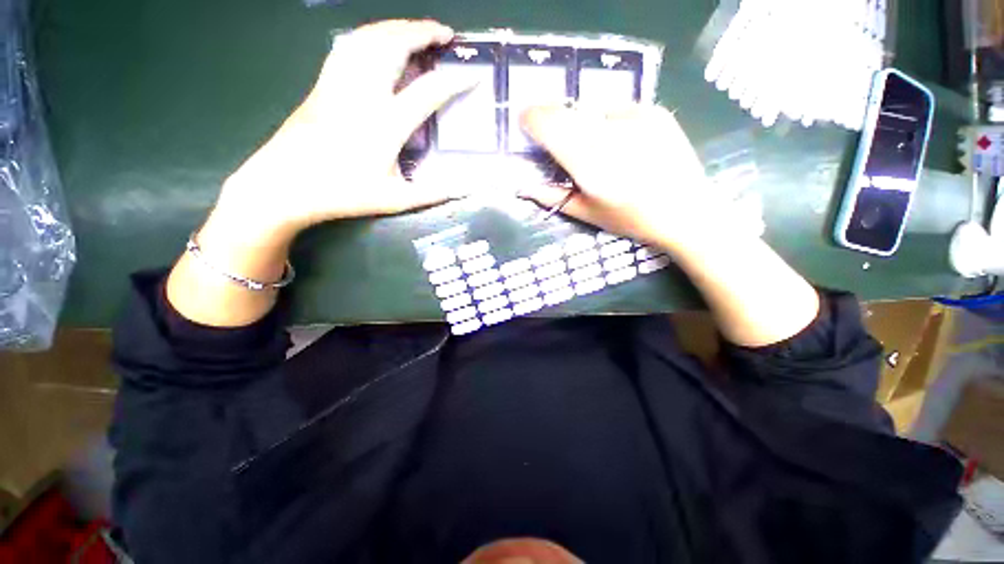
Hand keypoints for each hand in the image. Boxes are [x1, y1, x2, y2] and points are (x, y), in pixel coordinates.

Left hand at [211, 19, 474, 243]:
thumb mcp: (396, 200)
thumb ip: (434, 193)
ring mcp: (339, 82)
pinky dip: (371, 34)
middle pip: (395, 45)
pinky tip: (379, 40)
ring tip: (417, 31)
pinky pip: (349, 44)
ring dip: (398, 27)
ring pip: (370, 37)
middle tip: (446, 34)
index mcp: (386, 124)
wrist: (285, 185)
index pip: (429, 90)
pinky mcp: (323, 81)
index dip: (455, 80)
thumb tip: (466, 189)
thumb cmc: (343, 194)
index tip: (473, 75)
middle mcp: (363, 93)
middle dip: (424, 32)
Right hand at [519, 104, 741, 253]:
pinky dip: (605, 120)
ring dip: (579, 122)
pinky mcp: (652, 111)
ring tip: (589, 145)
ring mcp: (634, 117)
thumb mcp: (586, 213)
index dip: (532, 118)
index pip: (549, 123)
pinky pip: (615, 108)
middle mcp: (608, 132)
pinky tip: (617, 141)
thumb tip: (523, 187)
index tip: (525, 123)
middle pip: (567, 111)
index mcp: (588, 162)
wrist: (686, 211)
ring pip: (589, 108)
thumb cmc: (631, 219)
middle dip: (552, 119)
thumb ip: (552, 197)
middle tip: (553, 138)